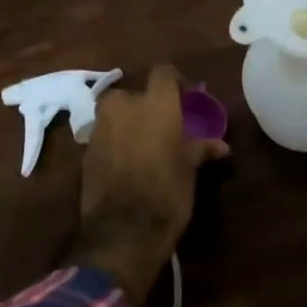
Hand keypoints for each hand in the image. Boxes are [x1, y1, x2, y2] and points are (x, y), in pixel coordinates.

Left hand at [71, 65, 228, 303]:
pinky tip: (125, 162)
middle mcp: (124, 107)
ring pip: (114, 113)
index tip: (184, 98)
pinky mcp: (85, 152)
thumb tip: (221, 146)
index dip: (174, 82)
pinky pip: (102, 135)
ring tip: (142, 143)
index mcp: (155, 105)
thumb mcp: (189, 170)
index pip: (163, 73)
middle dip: (144, 105)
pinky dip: (113, 142)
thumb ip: (200, 149)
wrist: (123, 234)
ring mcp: (100, 129)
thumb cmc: (167, 194)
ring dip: (126, 122)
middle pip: (133, 93)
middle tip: (160, 125)